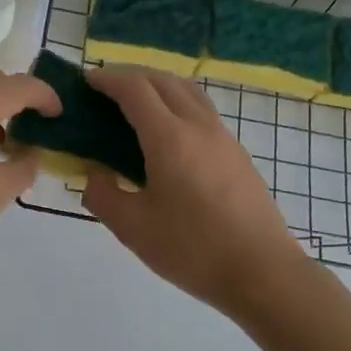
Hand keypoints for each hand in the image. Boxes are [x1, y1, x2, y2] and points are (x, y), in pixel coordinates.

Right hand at [82, 69, 306, 316]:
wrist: (263, 273)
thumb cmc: (193, 250)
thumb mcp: (133, 228)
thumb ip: (102, 194)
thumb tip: (94, 172)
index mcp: (169, 138)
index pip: (134, 89)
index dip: (108, 79)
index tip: (87, 81)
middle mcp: (199, 126)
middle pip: (163, 81)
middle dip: (131, 77)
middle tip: (106, 92)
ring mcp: (224, 138)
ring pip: (188, 92)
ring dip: (159, 87)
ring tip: (136, 107)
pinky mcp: (238, 154)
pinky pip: (202, 111)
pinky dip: (178, 105)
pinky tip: (168, 136)